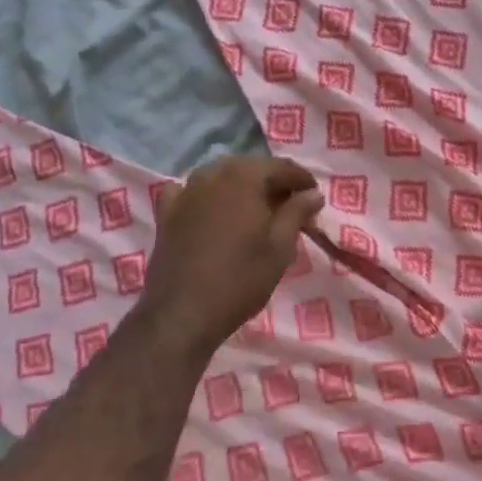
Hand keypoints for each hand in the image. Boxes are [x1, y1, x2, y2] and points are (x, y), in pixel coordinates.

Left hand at [136, 156, 323, 359]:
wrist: (182, 313)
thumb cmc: (240, 279)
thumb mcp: (280, 247)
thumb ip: (297, 212)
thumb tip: (313, 193)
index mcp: (245, 177)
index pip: (280, 167)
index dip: (301, 179)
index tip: (314, 196)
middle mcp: (213, 174)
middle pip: (250, 168)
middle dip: (272, 181)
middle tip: (290, 205)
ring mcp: (186, 191)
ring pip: (221, 177)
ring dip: (241, 186)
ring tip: (256, 210)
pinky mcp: (167, 212)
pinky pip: (191, 191)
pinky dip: (207, 196)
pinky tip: (212, 210)